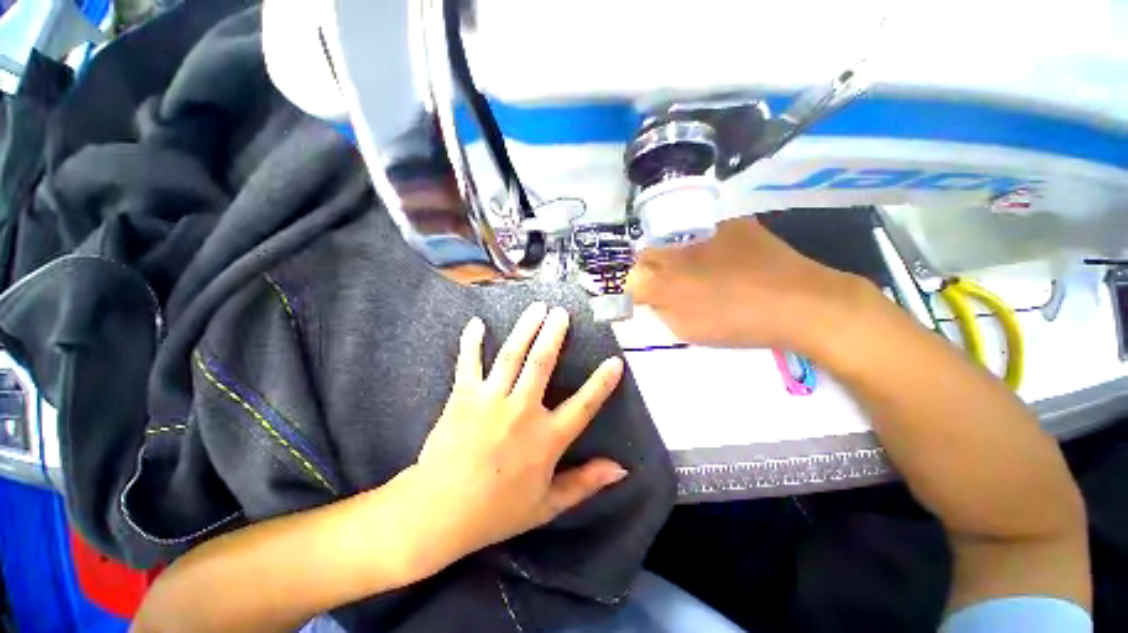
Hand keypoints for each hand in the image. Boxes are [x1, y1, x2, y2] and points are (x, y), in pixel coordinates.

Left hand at [410, 302, 626, 565]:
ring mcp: (491, 399)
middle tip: (561, 313)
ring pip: (512, 355)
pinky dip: (472, 341)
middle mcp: (522, 411)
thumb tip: (620, 469)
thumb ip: (585, 483)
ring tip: (536, 307)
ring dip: (526, 328)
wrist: (439, 513)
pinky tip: (476, 322)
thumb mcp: (547, 504)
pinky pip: (468, 362)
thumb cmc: (497, 511)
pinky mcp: (463, 396)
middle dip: (554, 334)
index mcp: (546, 438)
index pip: (584, 405)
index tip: (615, 361)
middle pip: (542, 363)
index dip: (602, 383)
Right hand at [625, 217, 868, 352]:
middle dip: (650, 269)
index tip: (647, 297)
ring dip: (673, 255)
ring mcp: (704, 231)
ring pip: (671, 240)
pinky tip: (719, 258)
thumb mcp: (688, 328)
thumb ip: (659, 309)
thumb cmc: (739, 323)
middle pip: (646, 254)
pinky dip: (700, 243)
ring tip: (696, 271)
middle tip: (668, 284)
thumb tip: (648, 294)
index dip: (637, 289)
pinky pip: (701, 229)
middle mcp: (677, 250)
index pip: (632, 278)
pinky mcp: (731, 222)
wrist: (802, 303)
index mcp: (665, 280)